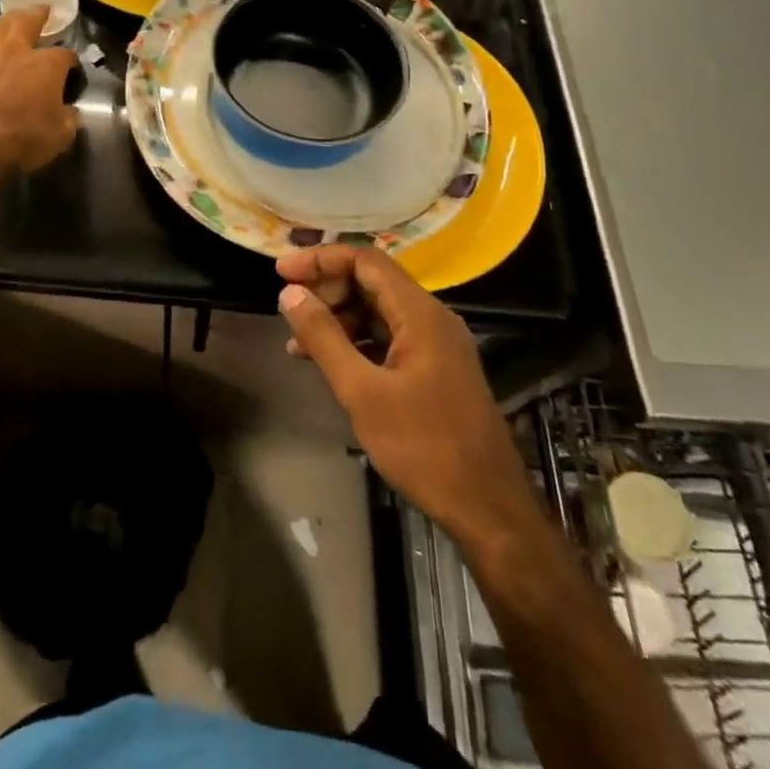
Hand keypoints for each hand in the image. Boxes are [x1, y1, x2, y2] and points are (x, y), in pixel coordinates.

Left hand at [0, 6, 78, 172]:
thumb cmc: (21, 140)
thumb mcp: (60, 137)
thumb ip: (68, 118)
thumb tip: (69, 111)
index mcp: (47, 65)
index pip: (66, 55)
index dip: (72, 62)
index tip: (73, 70)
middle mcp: (16, 51)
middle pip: (27, 20)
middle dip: (37, 13)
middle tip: (43, 9)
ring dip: (6, 23)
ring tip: (11, 23)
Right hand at [277, 246, 537, 550]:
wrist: (488, 509)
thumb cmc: (424, 447)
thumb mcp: (362, 392)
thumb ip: (324, 338)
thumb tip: (290, 293)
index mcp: (420, 313)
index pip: (365, 261)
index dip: (320, 259)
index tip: (281, 272)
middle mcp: (432, 317)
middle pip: (372, 282)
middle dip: (327, 289)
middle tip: (289, 309)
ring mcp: (437, 343)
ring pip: (379, 311)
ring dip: (338, 318)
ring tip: (298, 342)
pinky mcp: (436, 368)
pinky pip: (390, 337)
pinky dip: (357, 341)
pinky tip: (329, 363)